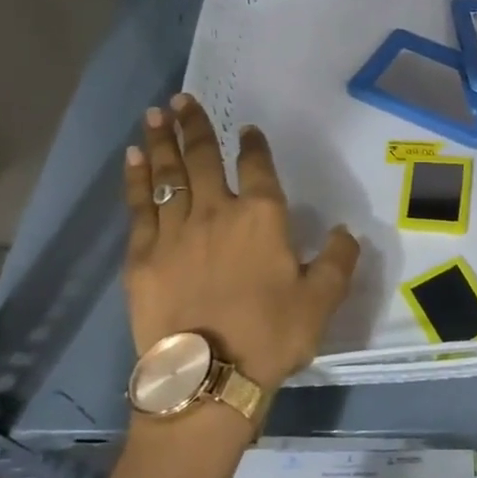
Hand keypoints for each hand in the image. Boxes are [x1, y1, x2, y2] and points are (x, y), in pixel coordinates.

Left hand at [123, 95, 359, 389]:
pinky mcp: (142, 257)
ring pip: (167, 175)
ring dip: (161, 142)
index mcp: (261, 217)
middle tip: (182, 99)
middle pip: (203, 159)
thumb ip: (338, 260)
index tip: (246, 129)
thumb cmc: (271, 336)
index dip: (252, 145)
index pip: (257, 167)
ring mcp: (174, 232)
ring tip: (154, 115)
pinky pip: (139, 207)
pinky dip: (136, 180)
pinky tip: (132, 160)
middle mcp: (216, 212)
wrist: (207, 378)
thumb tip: (344, 231)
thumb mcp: (322, 301)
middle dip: (194, 126)